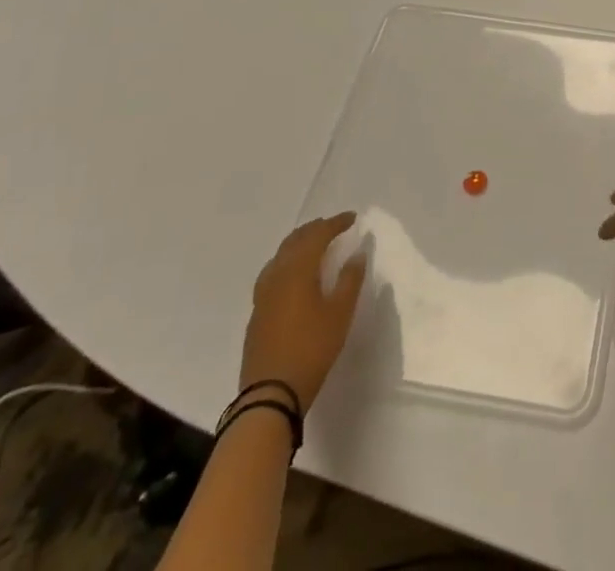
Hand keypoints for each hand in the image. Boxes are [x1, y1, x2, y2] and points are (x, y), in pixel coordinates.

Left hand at [239, 213, 366, 412]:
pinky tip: (292, 275)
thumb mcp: (340, 313)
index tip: (352, 218)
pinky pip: (271, 273)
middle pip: (294, 241)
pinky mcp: (257, 314)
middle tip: (333, 226)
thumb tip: (357, 253)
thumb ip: (350, 279)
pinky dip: (286, 262)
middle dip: (314, 229)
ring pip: (279, 257)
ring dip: (298, 244)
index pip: (317, 236)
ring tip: (313, 245)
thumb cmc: (312, 349)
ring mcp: (262, 296)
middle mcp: (276, 276)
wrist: (269, 395)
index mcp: (298, 271)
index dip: (335, 223)